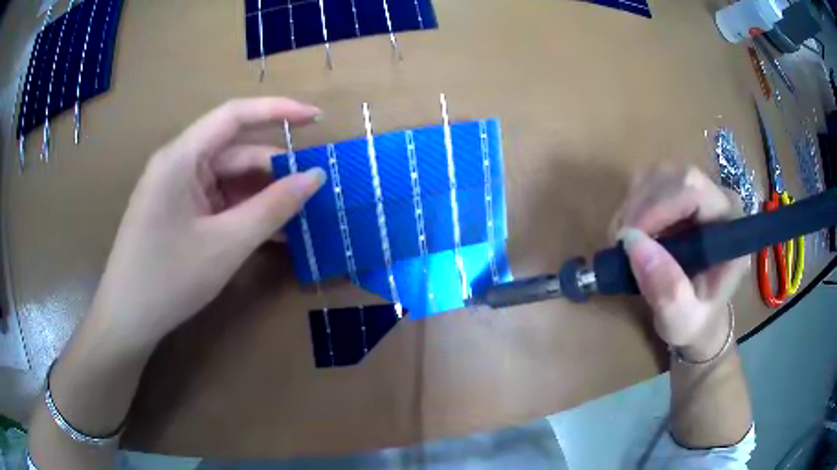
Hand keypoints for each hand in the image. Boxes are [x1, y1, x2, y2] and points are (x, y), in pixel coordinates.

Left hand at [90, 98, 325, 349]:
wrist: (127, 320)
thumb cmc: (169, 279)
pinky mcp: (178, 212)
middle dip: (273, 169)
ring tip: (299, 217)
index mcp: (181, 158)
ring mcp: (177, 190)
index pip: (234, 115)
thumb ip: (273, 207)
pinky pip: (218, 202)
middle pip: (234, 153)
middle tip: (314, 190)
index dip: (278, 110)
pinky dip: (243, 214)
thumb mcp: (226, 244)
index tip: (317, 118)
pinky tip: (269, 234)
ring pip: (228, 181)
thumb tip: (315, 176)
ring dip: (261, 197)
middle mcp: (178, 164)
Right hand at [612, 167, 747, 361]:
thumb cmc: (696, 323)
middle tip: (621, 244)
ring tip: (625, 242)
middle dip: (641, 207)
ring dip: (633, 205)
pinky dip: (632, 203)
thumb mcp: (682, 321)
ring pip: (659, 174)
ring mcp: (700, 192)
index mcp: (731, 225)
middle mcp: (718, 199)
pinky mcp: (681, 194)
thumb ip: (667, 290)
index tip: (628, 240)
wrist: (700, 318)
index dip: (658, 206)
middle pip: (674, 176)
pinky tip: (632, 232)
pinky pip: (650, 181)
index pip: (694, 190)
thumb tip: (632, 242)